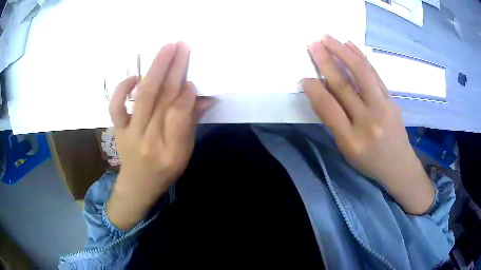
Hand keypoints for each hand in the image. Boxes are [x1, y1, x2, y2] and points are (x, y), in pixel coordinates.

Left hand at [107, 42, 212, 229]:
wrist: (137, 185)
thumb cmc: (164, 171)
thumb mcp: (184, 154)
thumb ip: (190, 124)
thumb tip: (200, 96)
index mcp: (171, 151)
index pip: (180, 115)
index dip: (187, 94)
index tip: (192, 78)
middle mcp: (148, 140)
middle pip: (162, 99)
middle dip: (174, 69)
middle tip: (182, 46)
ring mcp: (130, 132)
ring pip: (143, 97)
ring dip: (154, 70)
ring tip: (165, 49)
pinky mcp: (118, 128)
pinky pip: (116, 106)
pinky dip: (123, 89)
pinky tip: (135, 78)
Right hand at [301, 35, 433, 214]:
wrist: (399, 165)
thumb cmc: (369, 161)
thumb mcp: (347, 149)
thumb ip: (334, 122)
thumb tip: (318, 93)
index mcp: (352, 141)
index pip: (329, 109)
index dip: (314, 90)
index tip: (304, 77)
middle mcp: (368, 122)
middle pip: (345, 87)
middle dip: (326, 62)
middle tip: (313, 45)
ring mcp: (383, 109)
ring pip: (362, 74)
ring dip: (343, 53)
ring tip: (328, 38)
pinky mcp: (392, 99)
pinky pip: (375, 75)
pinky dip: (361, 57)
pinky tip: (350, 45)